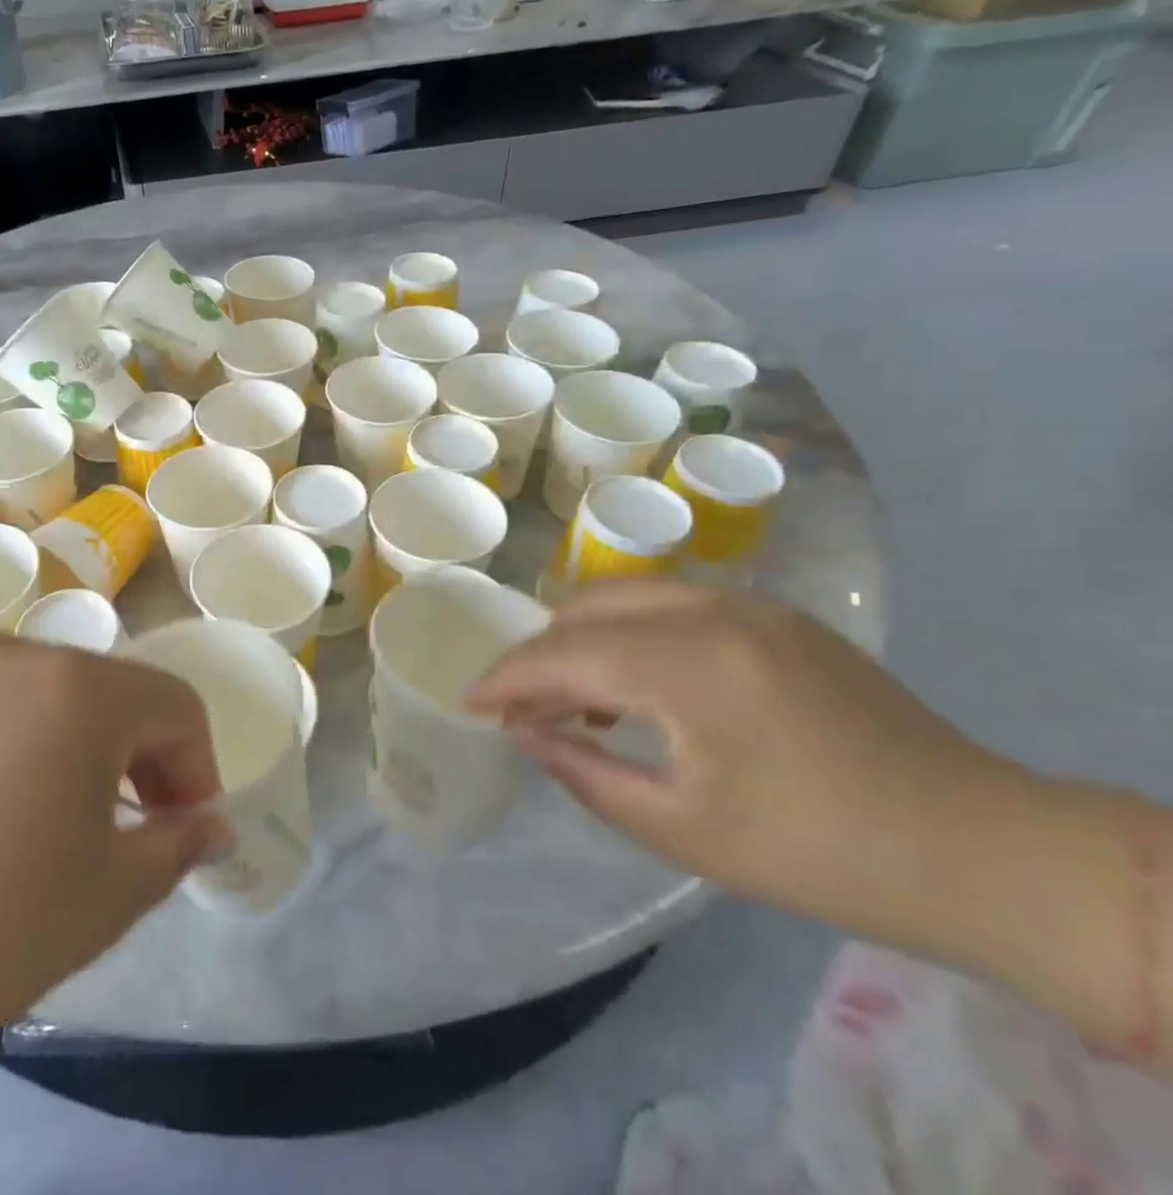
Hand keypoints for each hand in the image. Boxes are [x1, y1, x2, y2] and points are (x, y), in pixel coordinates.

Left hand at [0, 639, 221, 1057]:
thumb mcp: (111, 895)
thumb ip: (179, 845)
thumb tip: (212, 824)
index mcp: (82, 690)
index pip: (175, 705)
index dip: (194, 766)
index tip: (180, 826)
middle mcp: (22, 654)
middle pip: (113, 691)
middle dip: (138, 753)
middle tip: (126, 826)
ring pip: (52, 691)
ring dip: (77, 741)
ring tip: (52, 814)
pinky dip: (16, 735)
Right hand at [467, 581, 1023, 947]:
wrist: (983, 849)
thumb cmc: (821, 854)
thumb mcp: (682, 830)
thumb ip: (584, 772)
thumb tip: (524, 734)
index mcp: (689, 665)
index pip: (564, 654)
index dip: (507, 678)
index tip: (468, 702)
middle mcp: (712, 612)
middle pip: (586, 608)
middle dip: (541, 655)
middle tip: (522, 710)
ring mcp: (749, 606)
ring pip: (626, 597)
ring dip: (583, 640)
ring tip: (575, 704)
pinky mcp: (775, 616)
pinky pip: (671, 606)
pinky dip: (631, 634)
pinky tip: (638, 688)